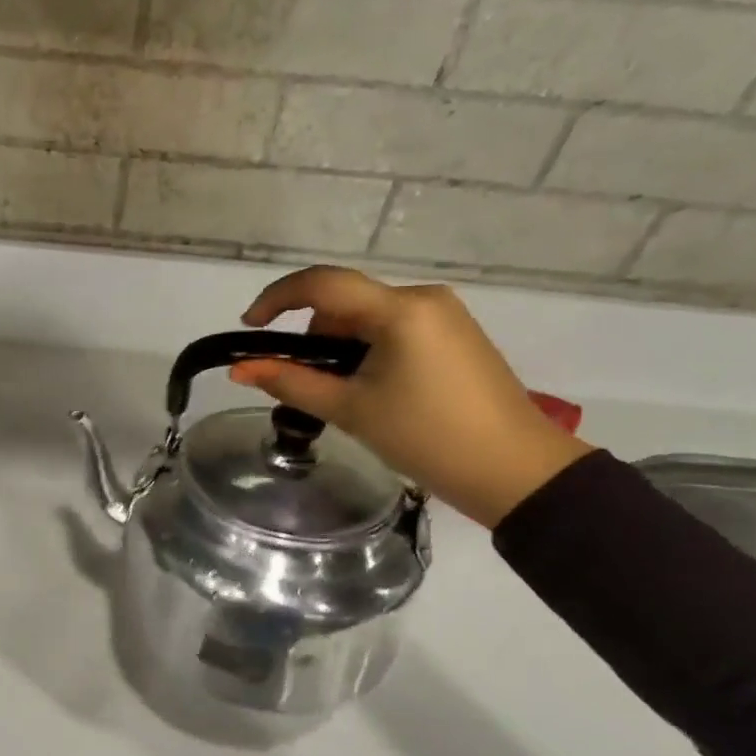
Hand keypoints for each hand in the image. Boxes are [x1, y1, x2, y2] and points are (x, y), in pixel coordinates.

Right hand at [230, 266, 591, 527]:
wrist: (515, 471)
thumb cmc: (427, 438)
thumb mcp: (350, 410)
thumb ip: (291, 382)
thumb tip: (241, 369)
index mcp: (399, 310)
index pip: (322, 284)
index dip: (277, 299)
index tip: (250, 328)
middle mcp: (423, 298)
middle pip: (345, 303)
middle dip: (315, 337)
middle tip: (308, 385)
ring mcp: (444, 315)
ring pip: (368, 317)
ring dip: (343, 347)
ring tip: (347, 397)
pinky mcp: (455, 334)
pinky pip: (394, 329)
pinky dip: (369, 351)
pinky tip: (375, 390)